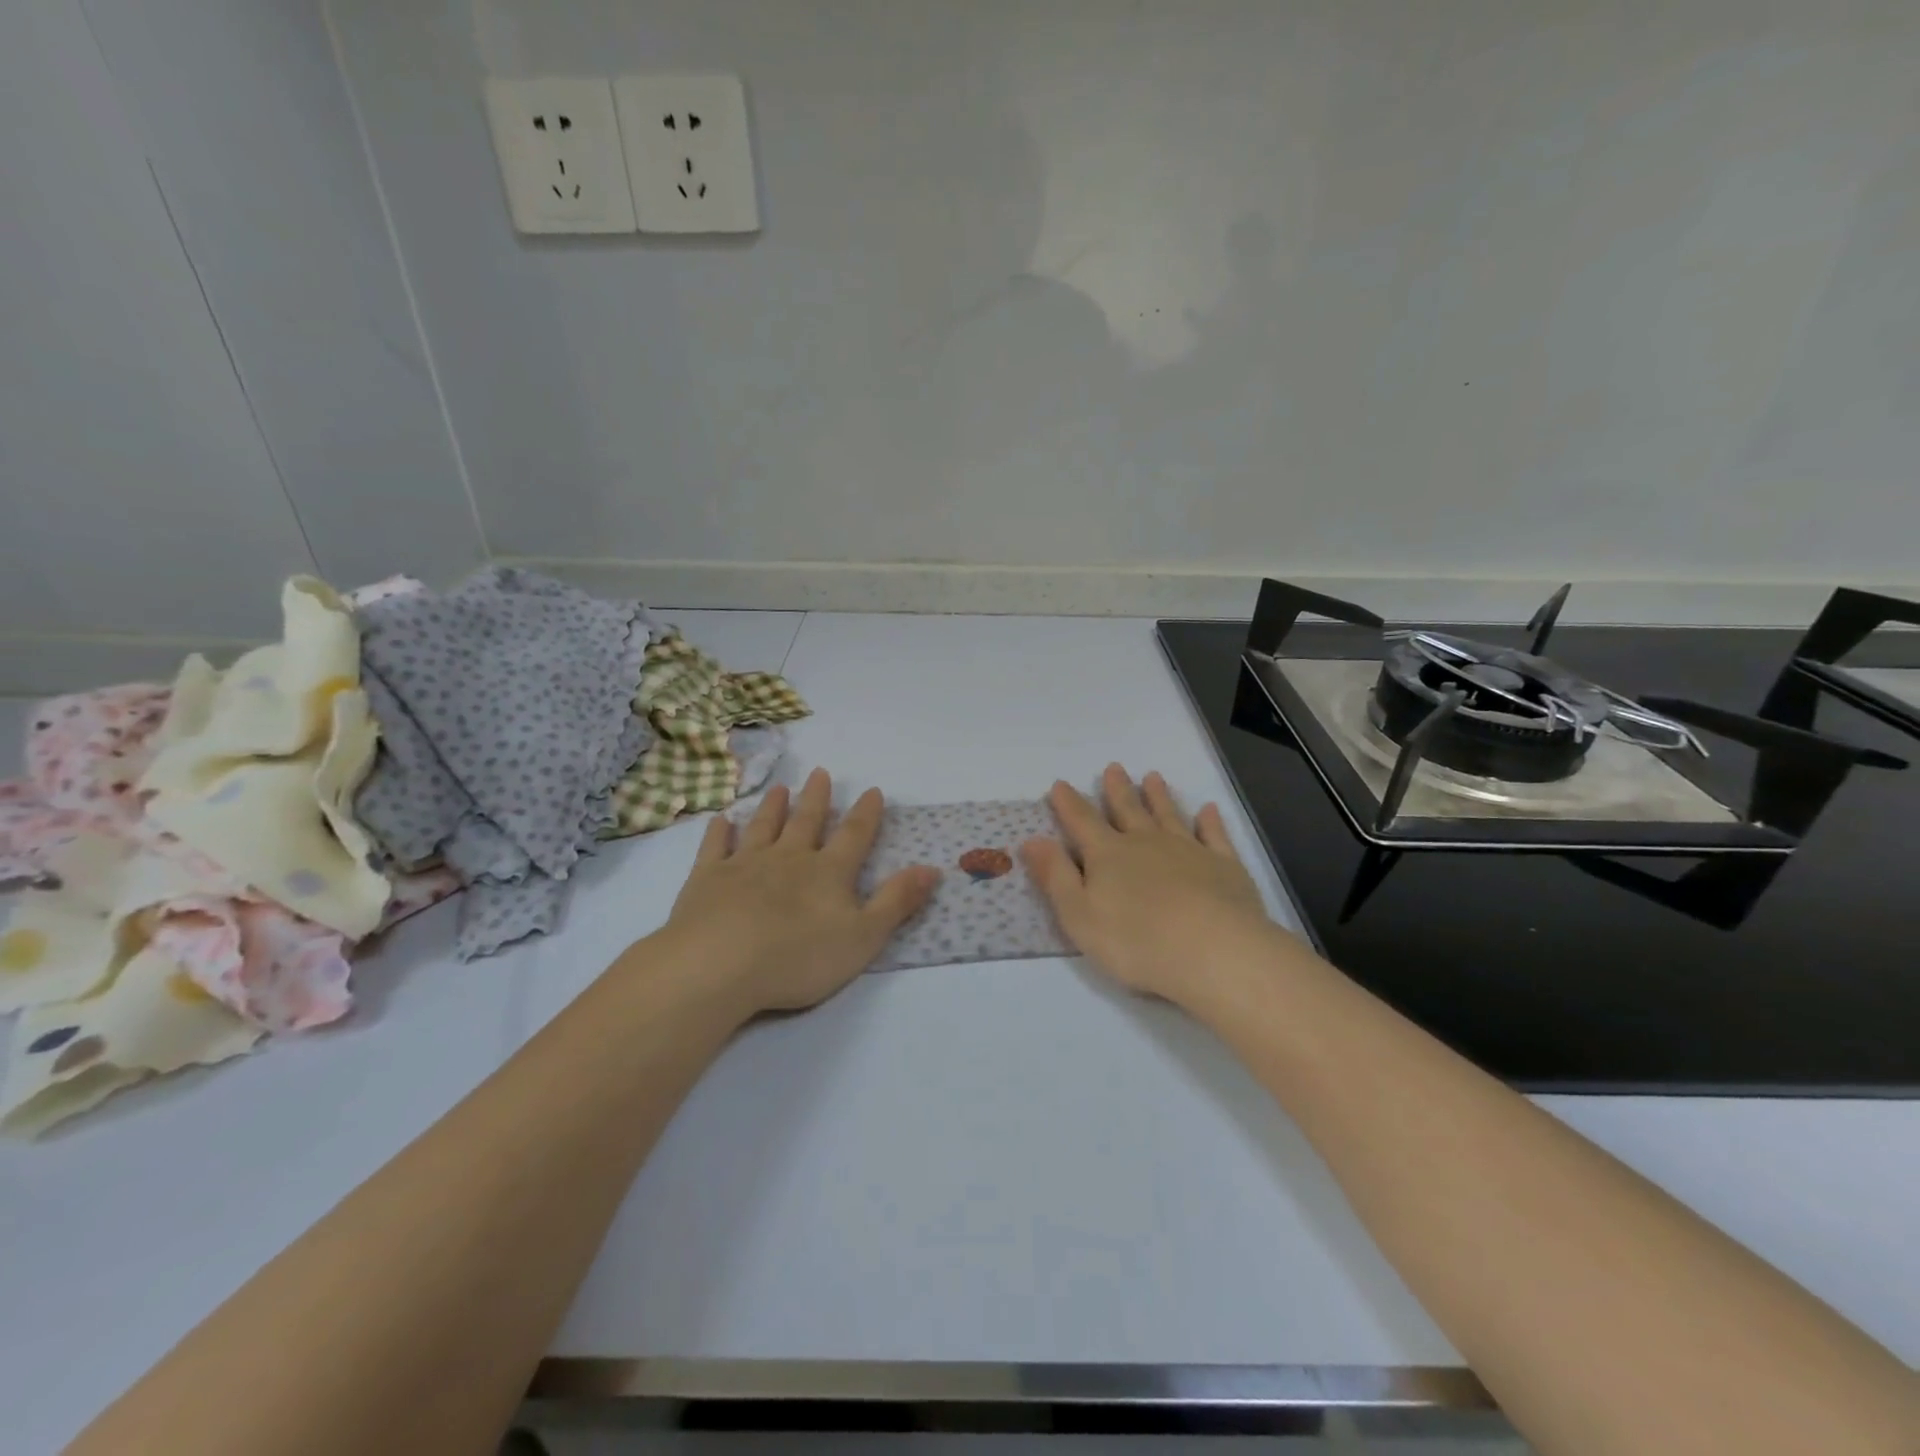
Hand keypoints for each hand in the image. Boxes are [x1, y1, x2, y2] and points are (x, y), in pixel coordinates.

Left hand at [661, 768, 939, 1019]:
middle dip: (816, 798)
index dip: (866, 814)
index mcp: (828, 872)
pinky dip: (720, 832)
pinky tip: (721, 820)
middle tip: (820, 773)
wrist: (719, 965)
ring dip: (773, 807)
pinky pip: (715, 847)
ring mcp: (745, 864)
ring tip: (779, 788)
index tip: (872, 790)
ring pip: (763, 827)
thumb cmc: (798, 957)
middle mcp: (789, 858)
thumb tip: (932, 868)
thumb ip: (897, 901)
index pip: (853, 835)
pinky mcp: (707, 879)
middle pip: (806, 821)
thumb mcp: (863, 937)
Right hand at [1022, 764, 1279, 1008]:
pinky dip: (1209, 821)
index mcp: (1108, 855)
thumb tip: (1032, 839)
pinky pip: (1214, 835)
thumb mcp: (1079, 915)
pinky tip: (1208, 809)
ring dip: (1158, 796)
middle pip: (1128, 810)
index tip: (1061, 784)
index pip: (1082, 822)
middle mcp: (1146, 843)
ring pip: (1168, 815)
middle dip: (1117, 789)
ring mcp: (1188, 850)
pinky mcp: (1223, 866)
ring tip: (1153, 777)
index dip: (1069, 803)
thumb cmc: (1137, 942)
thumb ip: (1056, 876)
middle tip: (1114, 767)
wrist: (1215, 952)